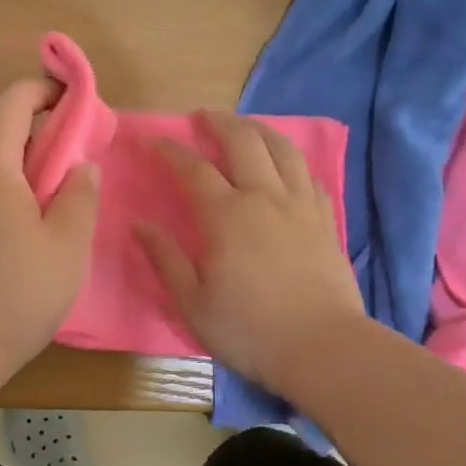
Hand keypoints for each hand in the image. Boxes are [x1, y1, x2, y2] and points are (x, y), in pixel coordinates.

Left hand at [0, 78, 99, 381]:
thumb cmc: (10, 296)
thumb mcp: (66, 247)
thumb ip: (80, 196)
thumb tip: (80, 165)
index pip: (11, 100)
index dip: (46, 91)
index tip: (77, 103)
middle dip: (37, 135)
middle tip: (74, 163)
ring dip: (16, 169)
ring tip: (49, 204)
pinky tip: (14, 235)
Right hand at [138, 111, 363, 393]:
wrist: (322, 347)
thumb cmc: (249, 330)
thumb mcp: (193, 303)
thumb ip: (166, 259)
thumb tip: (140, 225)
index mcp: (226, 215)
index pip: (194, 168)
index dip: (171, 150)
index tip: (154, 141)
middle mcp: (264, 197)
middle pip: (243, 141)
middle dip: (219, 122)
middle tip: (202, 117)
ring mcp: (300, 205)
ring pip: (282, 149)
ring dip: (259, 129)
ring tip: (245, 127)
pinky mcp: (325, 219)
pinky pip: (308, 175)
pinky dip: (291, 161)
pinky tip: (285, 166)